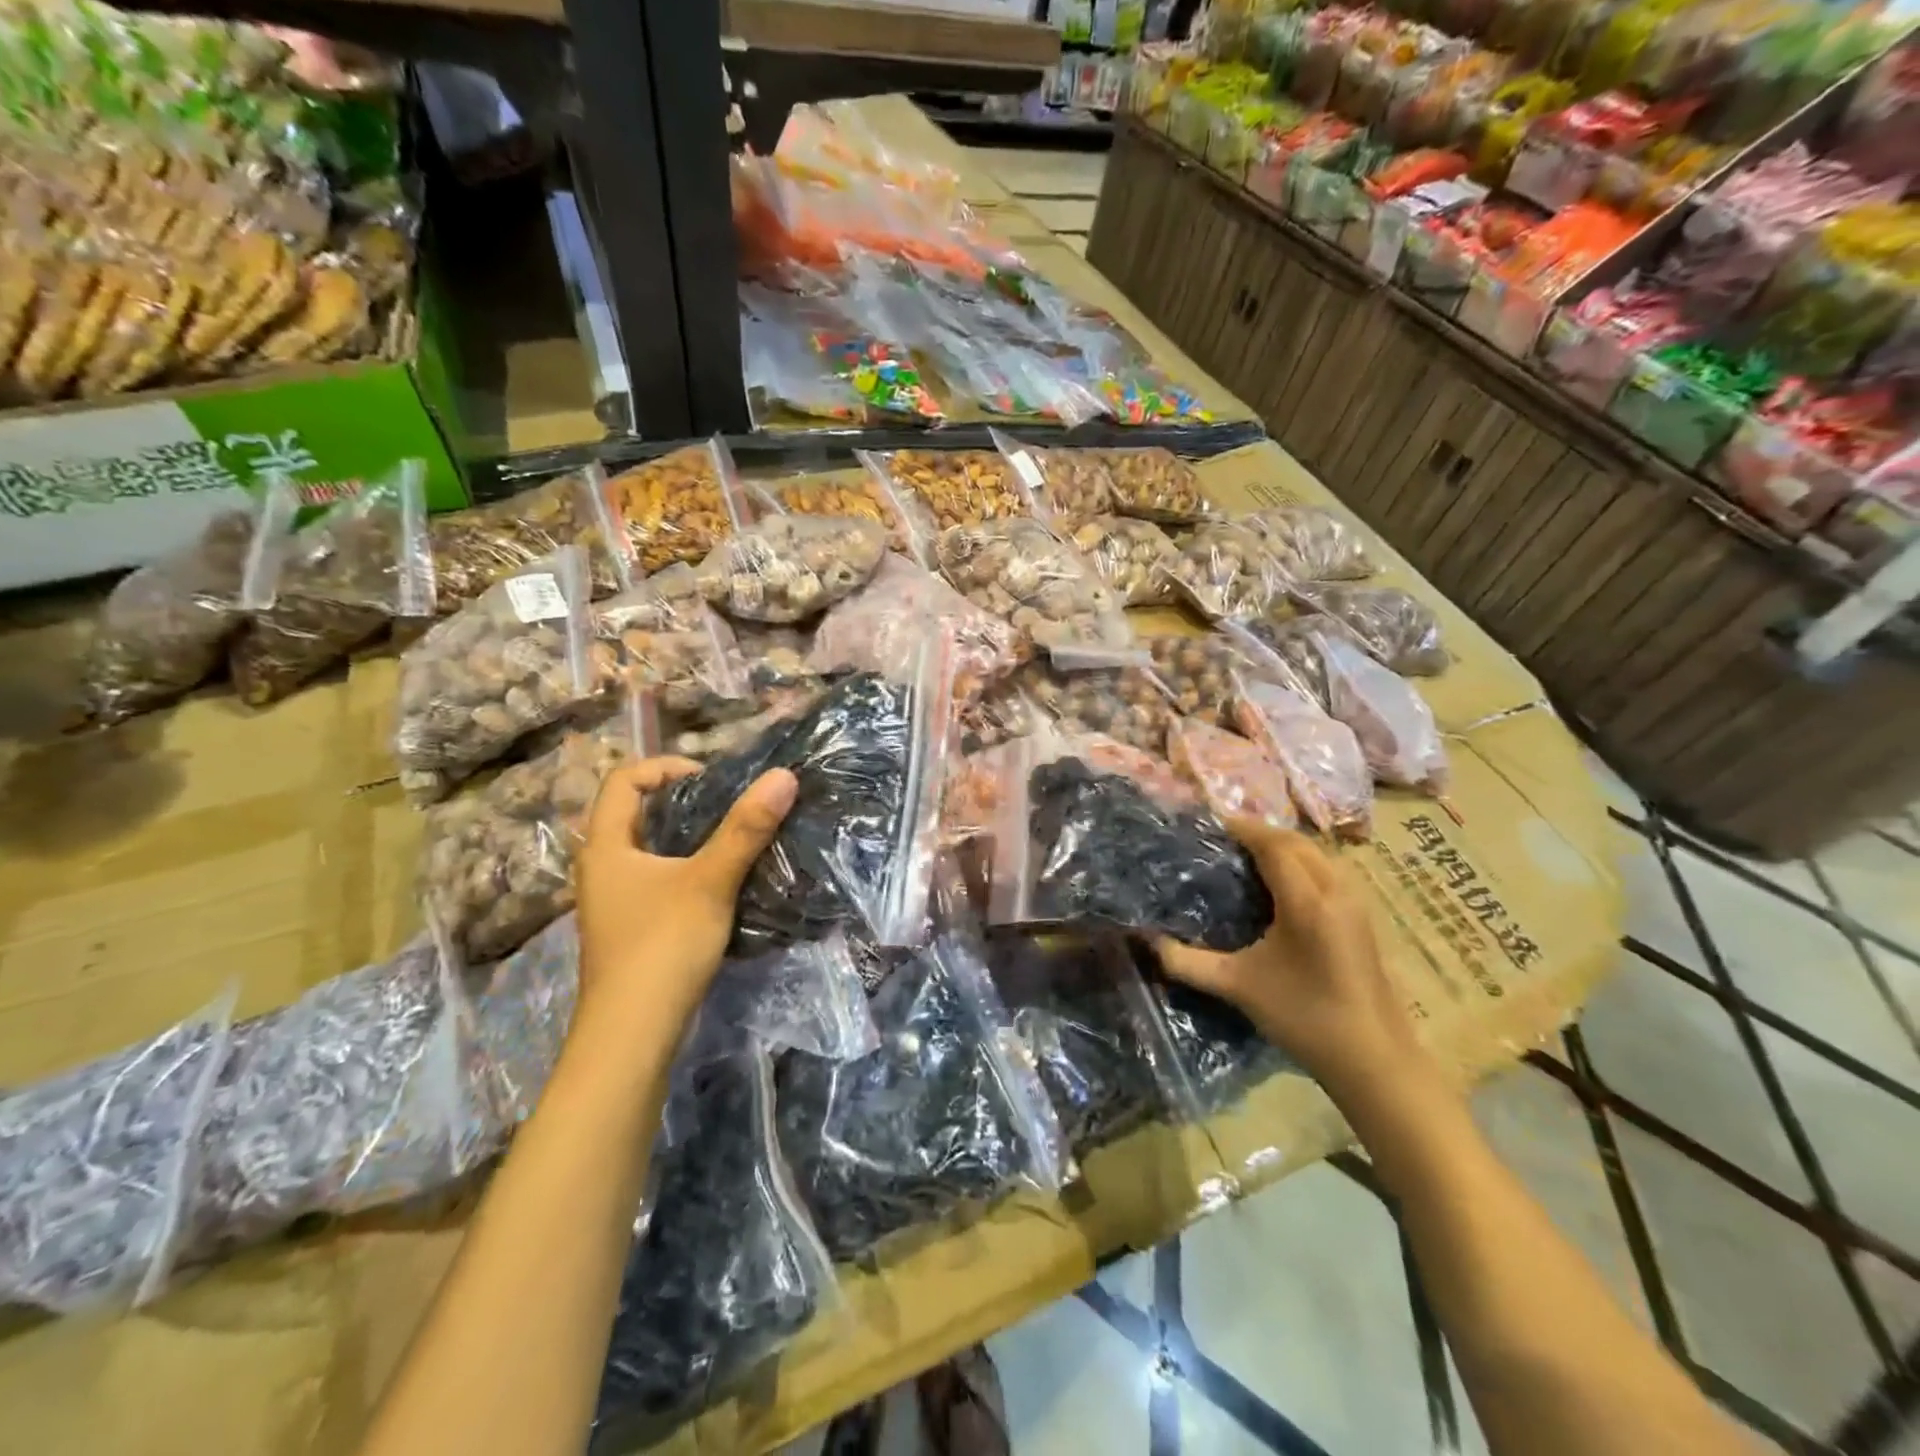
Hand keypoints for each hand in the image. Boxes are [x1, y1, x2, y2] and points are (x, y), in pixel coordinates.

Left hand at [573, 757, 797, 1034]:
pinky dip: (687, 869)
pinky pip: (657, 880)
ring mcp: (614, 902)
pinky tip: (722, 884)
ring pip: (649, 850)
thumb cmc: (662, 947)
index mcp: (606, 846)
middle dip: (683, 801)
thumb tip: (784, 776)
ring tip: (732, 840)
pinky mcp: (631, 928)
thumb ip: (746, 829)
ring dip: (688, 837)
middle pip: (635, 813)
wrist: (632, 1036)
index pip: (623, 780)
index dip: (666, 767)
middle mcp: (602, 868)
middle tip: (728, 806)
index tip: (711, 779)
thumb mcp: (710, 882)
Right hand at [1154, 817, 1424, 1098]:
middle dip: (1260, 833)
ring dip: (1283, 846)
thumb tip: (1147, 942)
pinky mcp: (1363, 918)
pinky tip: (1280, 883)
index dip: (1241, 828)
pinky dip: (1301, 862)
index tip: (1209, 824)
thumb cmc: (1304, 1018)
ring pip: (1316, 854)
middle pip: (1296, 842)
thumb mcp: (1238, 987)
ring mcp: (1356, 903)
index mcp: (1307, 901)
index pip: (1272, 845)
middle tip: (1222, 839)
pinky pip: (1328, 870)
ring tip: (1247, 855)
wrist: (1375, 1060)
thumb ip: (1188, 962)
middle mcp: (1336, 890)